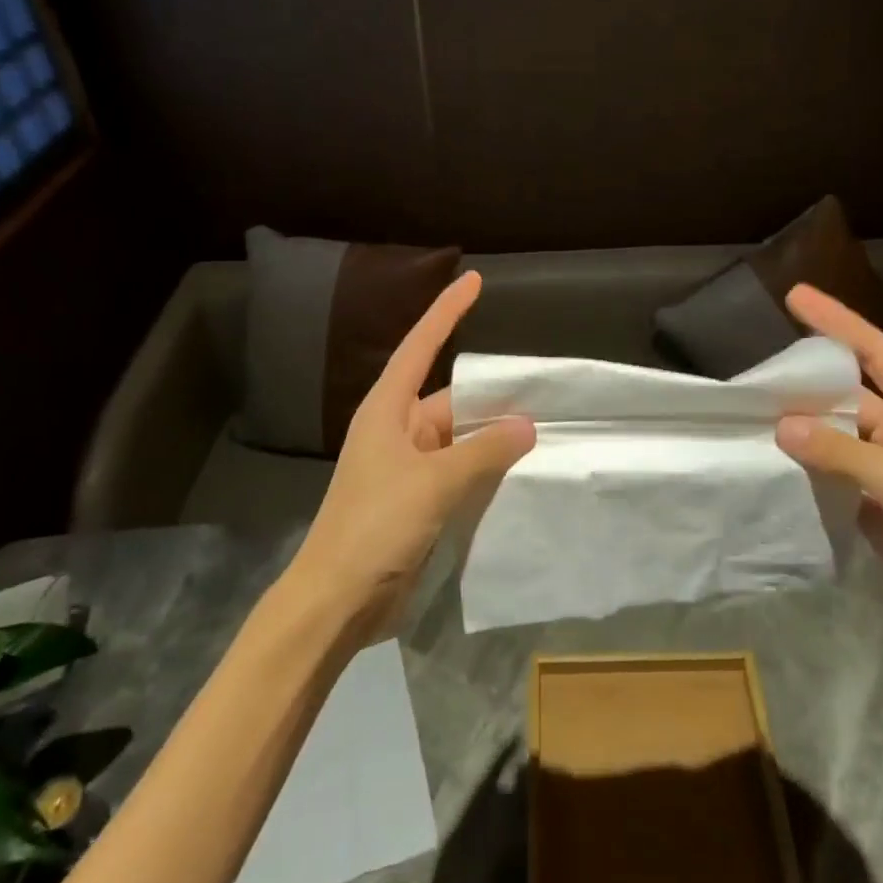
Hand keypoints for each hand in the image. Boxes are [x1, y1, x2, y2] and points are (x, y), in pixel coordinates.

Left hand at [288, 271, 535, 636]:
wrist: (336, 602)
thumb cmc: (375, 526)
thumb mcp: (433, 482)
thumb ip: (483, 451)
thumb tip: (526, 424)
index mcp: (388, 411)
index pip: (421, 346)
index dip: (447, 311)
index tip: (472, 279)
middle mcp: (398, 431)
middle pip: (451, 399)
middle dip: (492, 395)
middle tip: (543, 387)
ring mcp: (408, 468)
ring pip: (460, 439)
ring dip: (494, 437)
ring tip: (545, 427)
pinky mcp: (418, 502)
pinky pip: (460, 472)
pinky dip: (487, 469)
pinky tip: (521, 471)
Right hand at [774, 284, 882, 664]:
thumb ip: (839, 452)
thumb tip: (781, 427)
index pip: (873, 350)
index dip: (835, 320)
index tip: (794, 295)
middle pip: (844, 394)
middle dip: (805, 382)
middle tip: (756, 373)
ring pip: (832, 436)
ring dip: (799, 428)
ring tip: (751, 414)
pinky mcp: (870, 504)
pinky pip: (829, 474)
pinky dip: (803, 467)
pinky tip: (771, 461)